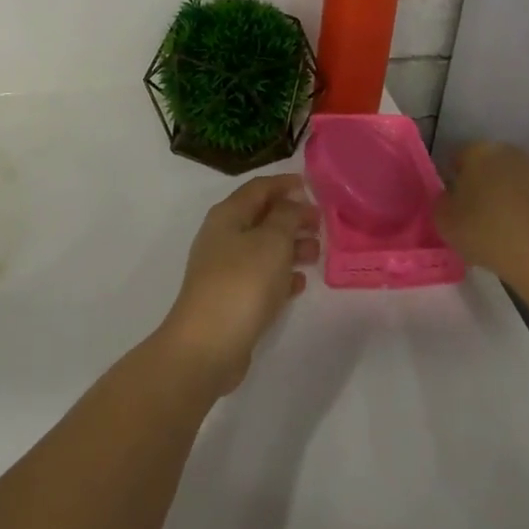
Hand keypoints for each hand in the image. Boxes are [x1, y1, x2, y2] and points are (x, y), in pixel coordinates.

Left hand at [155, 174, 319, 396]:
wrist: (208, 345)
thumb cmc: (242, 282)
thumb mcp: (272, 241)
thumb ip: (286, 216)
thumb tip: (291, 203)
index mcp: (228, 215)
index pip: (259, 188)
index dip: (284, 183)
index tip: (311, 186)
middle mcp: (223, 236)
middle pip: (261, 217)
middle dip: (291, 217)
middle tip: (321, 223)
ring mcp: (224, 269)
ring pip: (263, 248)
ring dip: (290, 246)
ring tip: (317, 253)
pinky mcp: (230, 299)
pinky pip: (260, 277)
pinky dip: (280, 275)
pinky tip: (300, 283)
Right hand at [436, 142, 528, 279]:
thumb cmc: (486, 233)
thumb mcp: (445, 222)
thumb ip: (443, 203)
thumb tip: (451, 198)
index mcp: (480, 152)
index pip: (461, 158)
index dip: (456, 180)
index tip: (457, 204)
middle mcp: (514, 152)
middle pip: (495, 165)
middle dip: (489, 184)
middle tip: (484, 216)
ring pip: (524, 180)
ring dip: (517, 195)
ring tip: (514, 229)